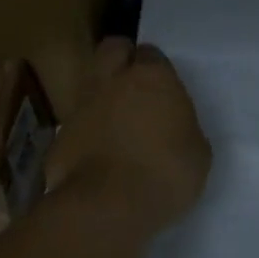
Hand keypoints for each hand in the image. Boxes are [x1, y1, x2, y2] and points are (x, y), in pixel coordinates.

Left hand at [50, 38, 211, 234]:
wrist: (108, 208)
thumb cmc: (166, 173)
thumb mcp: (197, 150)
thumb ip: (182, 127)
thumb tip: (172, 128)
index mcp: (153, 78)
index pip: (151, 53)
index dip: (155, 66)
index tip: (162, 86)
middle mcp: (114, 81)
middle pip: (112, 49)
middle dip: (121, 59)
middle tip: (135, 84)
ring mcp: (82, 107)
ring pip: (91, 83)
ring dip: (102, 94)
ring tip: (117, 121)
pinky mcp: (61, 137)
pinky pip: (77, 122)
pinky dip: (87, 131)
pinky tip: (99, 154)